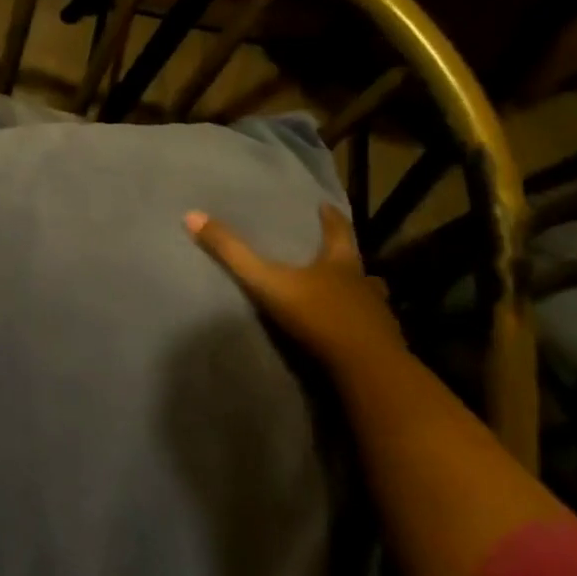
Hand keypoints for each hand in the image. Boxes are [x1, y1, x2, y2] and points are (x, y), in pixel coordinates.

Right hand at [185, 203, 400, 367]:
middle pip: (357, 264)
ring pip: (371, 297)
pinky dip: (363, 327)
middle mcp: (364, 284)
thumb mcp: (267, 282)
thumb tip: (192, 215)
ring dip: (360, 294)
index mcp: (340, 264)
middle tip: (335, 254)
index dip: (331, 218)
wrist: (366, 369)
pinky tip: (354, 335)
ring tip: (348, 296)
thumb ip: (232, 253)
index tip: (325, 206)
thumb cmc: (318, 317)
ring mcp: (378, 317)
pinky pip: (374, 331)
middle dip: (345, 258)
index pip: (338, 231)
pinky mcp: (384, 347)